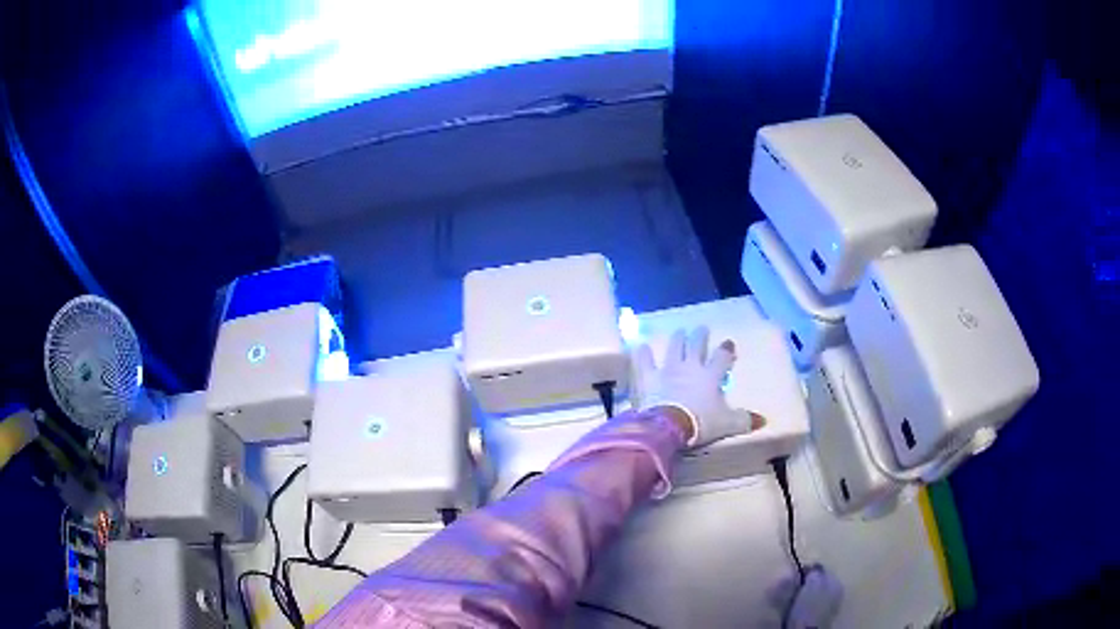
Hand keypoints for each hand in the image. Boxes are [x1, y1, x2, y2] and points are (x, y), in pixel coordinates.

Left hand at [634, 327, 759, 447]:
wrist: (669, 425)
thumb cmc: (701, 422)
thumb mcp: (727, 424)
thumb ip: (744, 420)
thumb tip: (762, 420)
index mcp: (711, 376)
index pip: (721, 358)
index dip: (726, 350)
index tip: (728, 344)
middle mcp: (690, 367)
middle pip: (697, 346)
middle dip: (700, 336)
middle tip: (701, 328)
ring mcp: (669, 370)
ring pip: (674, 349)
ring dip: (677, 339)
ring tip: (679, 331)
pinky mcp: (650, 378)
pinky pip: (645, 363)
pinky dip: (643, 354)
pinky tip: (641, 346)